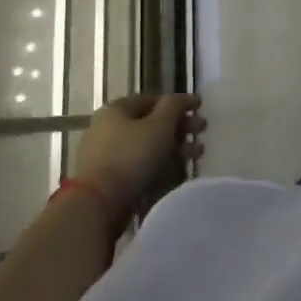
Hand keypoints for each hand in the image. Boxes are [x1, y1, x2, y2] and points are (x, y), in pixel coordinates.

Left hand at [73, 94, 205, 218]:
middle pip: (150, 122)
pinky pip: (140, 164)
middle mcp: (107, 128)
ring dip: (175, 146)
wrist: (98, 202)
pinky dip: (160, 164)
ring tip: (197, 153)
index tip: (199, 108)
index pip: (151, 99)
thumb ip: (174, 106)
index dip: (178, 102)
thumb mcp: (159, 125)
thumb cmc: (131, 156)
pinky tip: (178, 170)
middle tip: (202, 130)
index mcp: (116, 110)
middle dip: (180, 126)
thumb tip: (182, 98)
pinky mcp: (109, 178)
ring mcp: (106, 154)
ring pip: (147, 145)